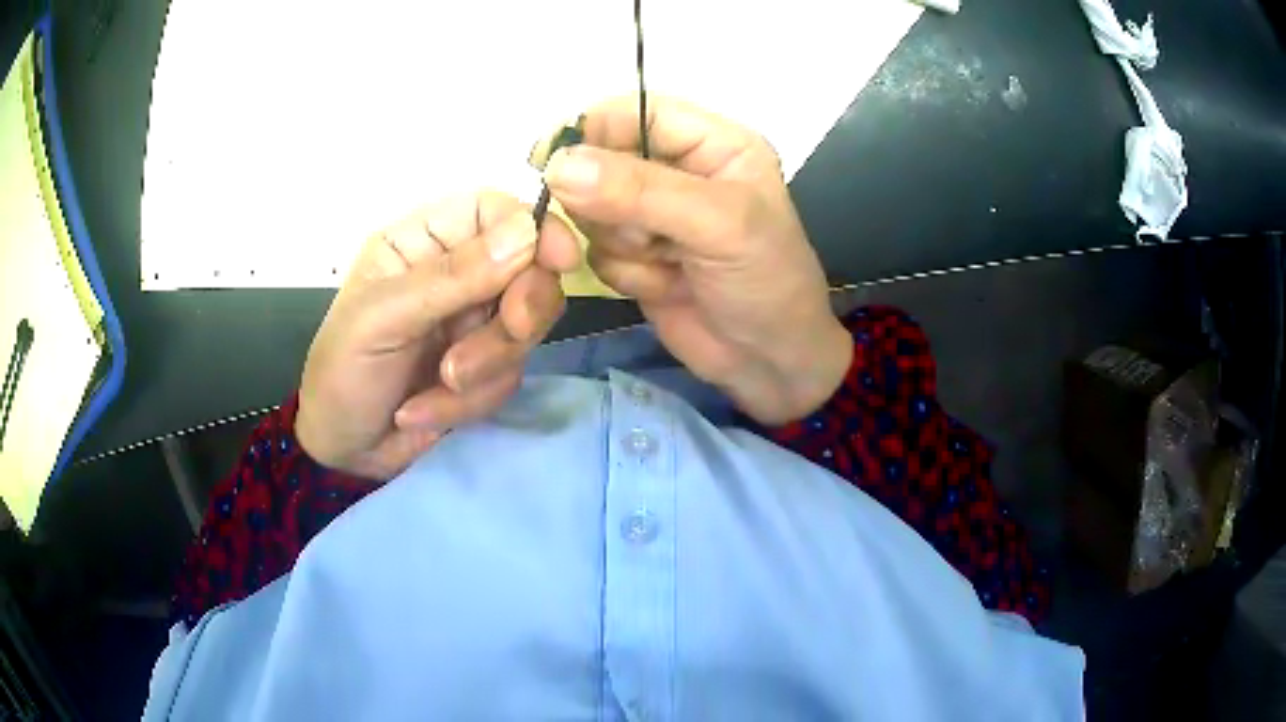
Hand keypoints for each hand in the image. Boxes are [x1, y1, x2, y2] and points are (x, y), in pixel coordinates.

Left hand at [296, 192, 579, 479]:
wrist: (343, 453)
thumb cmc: (343, 373)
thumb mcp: (382, 319)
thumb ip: (451, 277)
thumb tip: (527, 233)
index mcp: (423, 243)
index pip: (493, 211)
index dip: (534, 227)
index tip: (560, 260)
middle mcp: (456, 276)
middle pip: (529, 269)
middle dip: (520, 308)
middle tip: (510, 330)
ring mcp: (473, 324)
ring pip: (524, 330)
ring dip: (485, 366)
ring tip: (438, 386)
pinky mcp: (485, 370)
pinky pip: (509, 376)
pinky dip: (470, 401)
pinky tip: (422, 411)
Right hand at [541, 96, 851, 424]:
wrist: (771, 364)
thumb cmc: (766, 282)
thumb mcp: (719, 226)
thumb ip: (640, 190)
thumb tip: (558, 165)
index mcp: (711, 142)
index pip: (632, 112)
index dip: (588, 130)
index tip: (548, 163)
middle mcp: (677, 170)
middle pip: (599, 161)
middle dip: (608, 203)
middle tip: (643, 236)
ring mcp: (653, 216)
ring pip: (591, 211)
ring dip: (623, 244)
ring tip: (670, 264)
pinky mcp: (636, 256)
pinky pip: (596, 251)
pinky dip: (625, 274)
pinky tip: (668, 287)